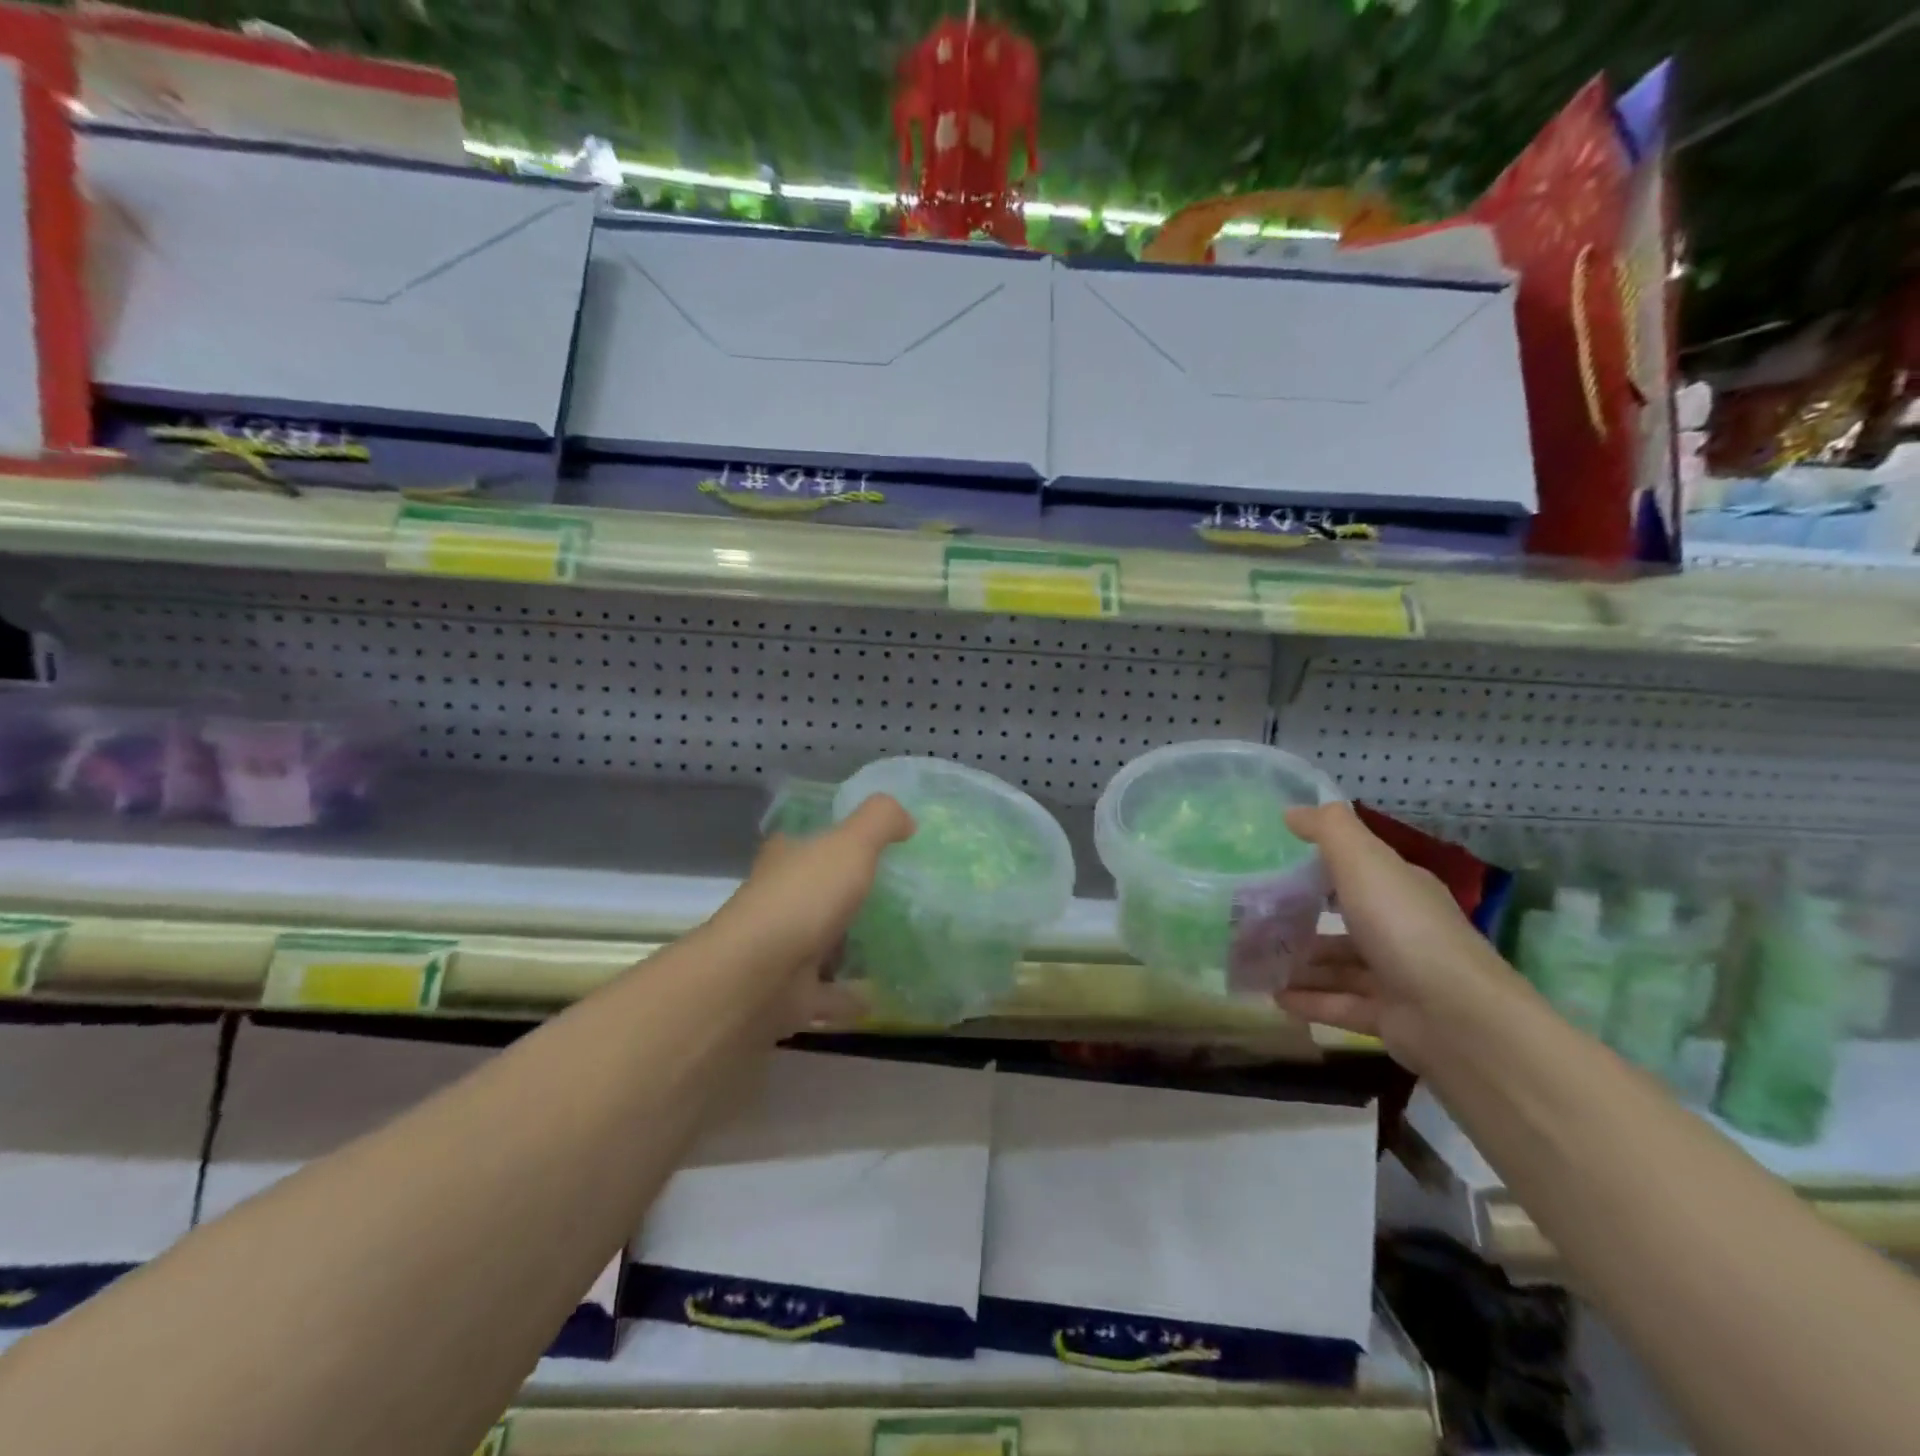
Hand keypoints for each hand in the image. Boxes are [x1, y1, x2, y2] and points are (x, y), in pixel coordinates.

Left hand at [705, 795, 914, 1032]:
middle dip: (843, 897)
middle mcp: (778, 902)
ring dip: (848, 948)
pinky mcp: (790, 995)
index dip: (828, 842)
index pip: (803, 843)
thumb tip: (906, 820)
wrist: (758, 977)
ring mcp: (781, 951)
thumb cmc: (804, 898)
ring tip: (895, 946)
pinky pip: (829, 994)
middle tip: (894, 899)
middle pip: (813, 894)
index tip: (866, 849)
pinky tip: (882, 996)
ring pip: (820, 945)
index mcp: (785, 861)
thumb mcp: (850, 843)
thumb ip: (880, 821)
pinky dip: (851, 996)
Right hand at [1278, 801, 1519, 1070]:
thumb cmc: (1404, 928)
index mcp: (1402, 890)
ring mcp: (1399, 978)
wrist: (1458, 1019)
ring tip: (1255, 961)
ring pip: (1340, 967)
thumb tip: (1293, 810)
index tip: (1276, 868)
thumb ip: (1328, 830)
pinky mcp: (1391, 1019)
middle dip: (1303, 920)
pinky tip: (1274, 997)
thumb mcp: (1363, 862)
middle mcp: (1403, 930)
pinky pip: (1341, 1005)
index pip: (1360, 872)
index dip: (1321, 867)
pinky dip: (1309, 1001)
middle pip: (1346, 921)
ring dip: (1301, 964)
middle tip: (1254, 919)